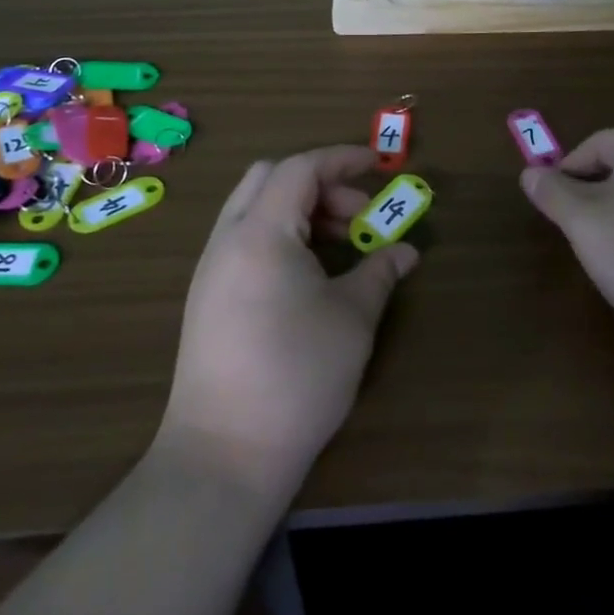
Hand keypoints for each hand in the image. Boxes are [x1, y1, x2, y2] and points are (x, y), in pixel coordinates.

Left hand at [156, 145, 418, 502]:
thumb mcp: (352, 318)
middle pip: (270, 178)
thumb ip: (380, 272)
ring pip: (255, 208)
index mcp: (261, 233)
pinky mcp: (207, 297)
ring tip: (341, 245)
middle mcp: (229, 240)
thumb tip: (406, 251)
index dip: (342, 159)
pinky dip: (281, 235)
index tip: (379, 166)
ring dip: (300, 210)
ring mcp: (211, 269)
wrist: (224, 455)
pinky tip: (310, 274)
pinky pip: (246, 239)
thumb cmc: (297, 375)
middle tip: (357, 213)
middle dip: (320, 182)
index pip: (301, 168)